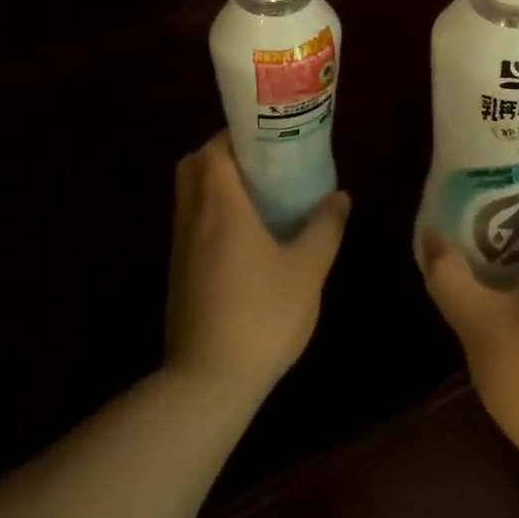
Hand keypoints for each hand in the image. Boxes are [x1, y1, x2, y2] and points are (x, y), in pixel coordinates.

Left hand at [165, 132, 349, 407]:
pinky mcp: (177, 275)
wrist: (208, 382)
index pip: (213, 148)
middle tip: (260, 164)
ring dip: (214, 186)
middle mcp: (192, 217)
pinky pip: (189, 225)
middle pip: (193, 166)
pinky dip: (209, 215)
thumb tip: (340, 196)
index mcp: (220, 205)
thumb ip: (324, 227)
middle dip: (221, 155)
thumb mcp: (307, 270)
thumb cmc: (262, 314)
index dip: (234, 135)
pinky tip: (243, 239)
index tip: (265, 137)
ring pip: (189, 196)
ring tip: (256, 197)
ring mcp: (180, 247)